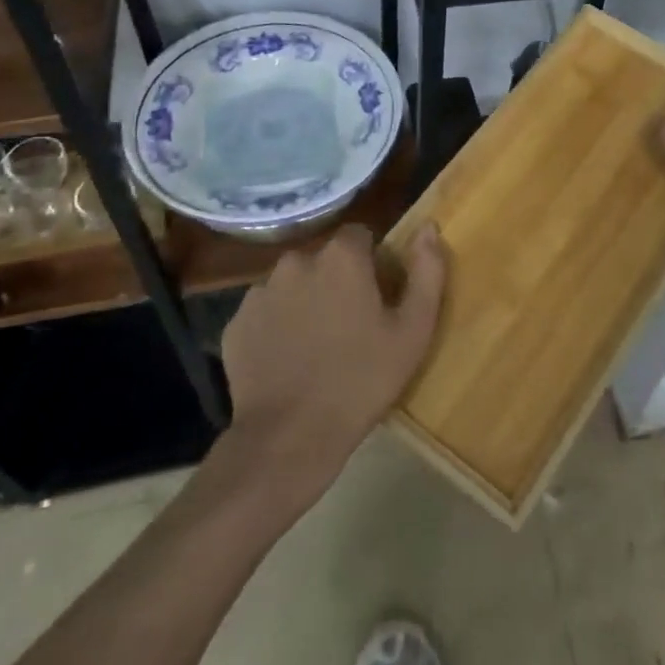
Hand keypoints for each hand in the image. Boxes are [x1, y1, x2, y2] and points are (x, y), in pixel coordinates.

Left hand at [221, 224, 445, 501]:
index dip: (372, 261)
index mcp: (341, 257)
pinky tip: (289, 359)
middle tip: (351, 324)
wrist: (289, 437)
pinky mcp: (236, 323)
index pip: (360, 235)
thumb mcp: (414, 329)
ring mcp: (260, 291)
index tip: (378, 296)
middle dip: (337, 280)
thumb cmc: (362, 379)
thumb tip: (428, 226)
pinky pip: (265, 312)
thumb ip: (427, 271)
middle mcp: (297, 261)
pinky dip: (277, 326)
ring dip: (306, 300)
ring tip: (318, 345)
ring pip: (293, 284)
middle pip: (325, 258)